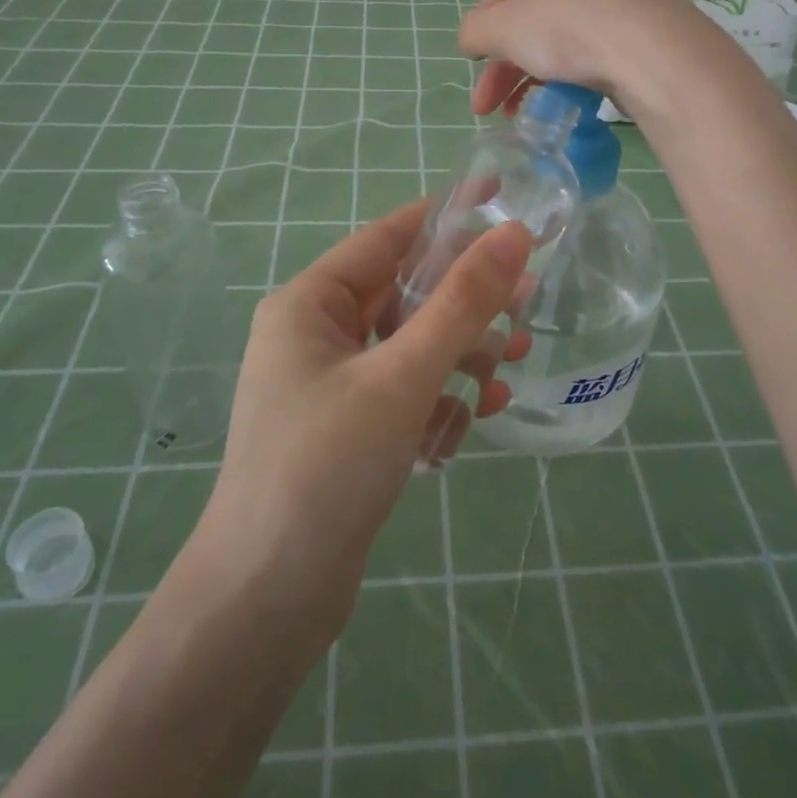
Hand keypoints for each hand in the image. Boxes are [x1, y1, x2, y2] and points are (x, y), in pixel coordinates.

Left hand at [185, 201, 530, 633]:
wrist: (267, 600)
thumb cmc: (325, 467)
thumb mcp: (402, 375)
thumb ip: (461, 303)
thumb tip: (513, 234)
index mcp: (310, 302)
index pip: (388, 236)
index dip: (447, 215)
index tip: (503, 197)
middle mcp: (316, 334)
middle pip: (405, 294)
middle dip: (467, 303)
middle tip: (529, 304)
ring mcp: (331, 384)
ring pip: (411, 345)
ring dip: (461, 355)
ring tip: (510, 372)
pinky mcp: (348, 429)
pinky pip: (405, 391)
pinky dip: (440, 398)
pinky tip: (474, 420)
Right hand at [458, 0, 756, 124]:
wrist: (656, 56)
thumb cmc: (570, 27)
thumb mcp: (504, 27)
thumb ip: (476, 31)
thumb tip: (470, 39)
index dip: (483, 23)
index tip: (472, 60)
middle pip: (530, 19)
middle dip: (501, 66)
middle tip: (483, 106)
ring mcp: (618, 5)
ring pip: (558, 42)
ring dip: (527, 79)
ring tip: (513, 116)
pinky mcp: (639, 39)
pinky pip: (590, 57)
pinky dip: (565, 81)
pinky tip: (555, 108)